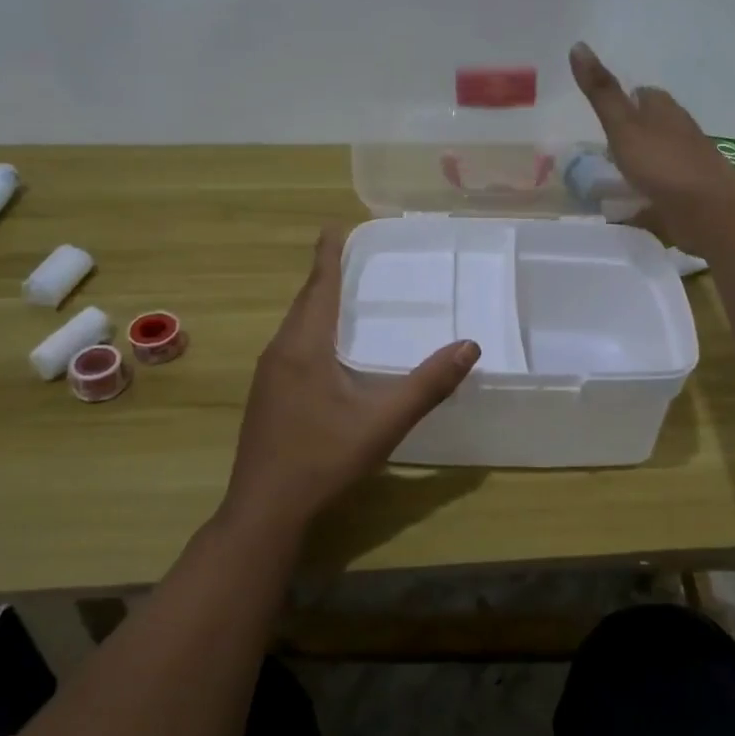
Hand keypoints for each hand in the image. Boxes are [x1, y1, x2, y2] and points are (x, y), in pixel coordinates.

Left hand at [222, 227, 479, 534]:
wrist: (265, 510)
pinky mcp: (266, 395)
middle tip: (355, 256)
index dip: (329, 253)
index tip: (337, 225)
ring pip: (296, 325)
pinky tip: (330, 348)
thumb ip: (428, 384)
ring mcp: (268, 375)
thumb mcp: (383, 422)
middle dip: (327, 274)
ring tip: (347, 294)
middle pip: (306, 301)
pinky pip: (292, 346)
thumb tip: (469, 346)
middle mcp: (280, 351)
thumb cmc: (323, 459)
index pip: (319, 285)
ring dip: (319, 303)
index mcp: (304, 346)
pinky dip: (313, 330)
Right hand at [569, 43, 734, 231]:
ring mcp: (686, 166)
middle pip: (655, 125)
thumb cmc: (663, 163)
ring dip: (640, 163)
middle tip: (604, 142)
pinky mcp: (688, 197)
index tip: (607, 107)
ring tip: (611, 174)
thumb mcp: (623, 125)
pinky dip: (647, 194)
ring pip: (658, 158)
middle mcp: (679, 134)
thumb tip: (578, 46)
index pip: (646, 95)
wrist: (709, 211)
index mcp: (664, 111)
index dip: (628, 98)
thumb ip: (601, 92)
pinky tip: (630, 205)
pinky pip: (662, 191)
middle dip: (634, 131)